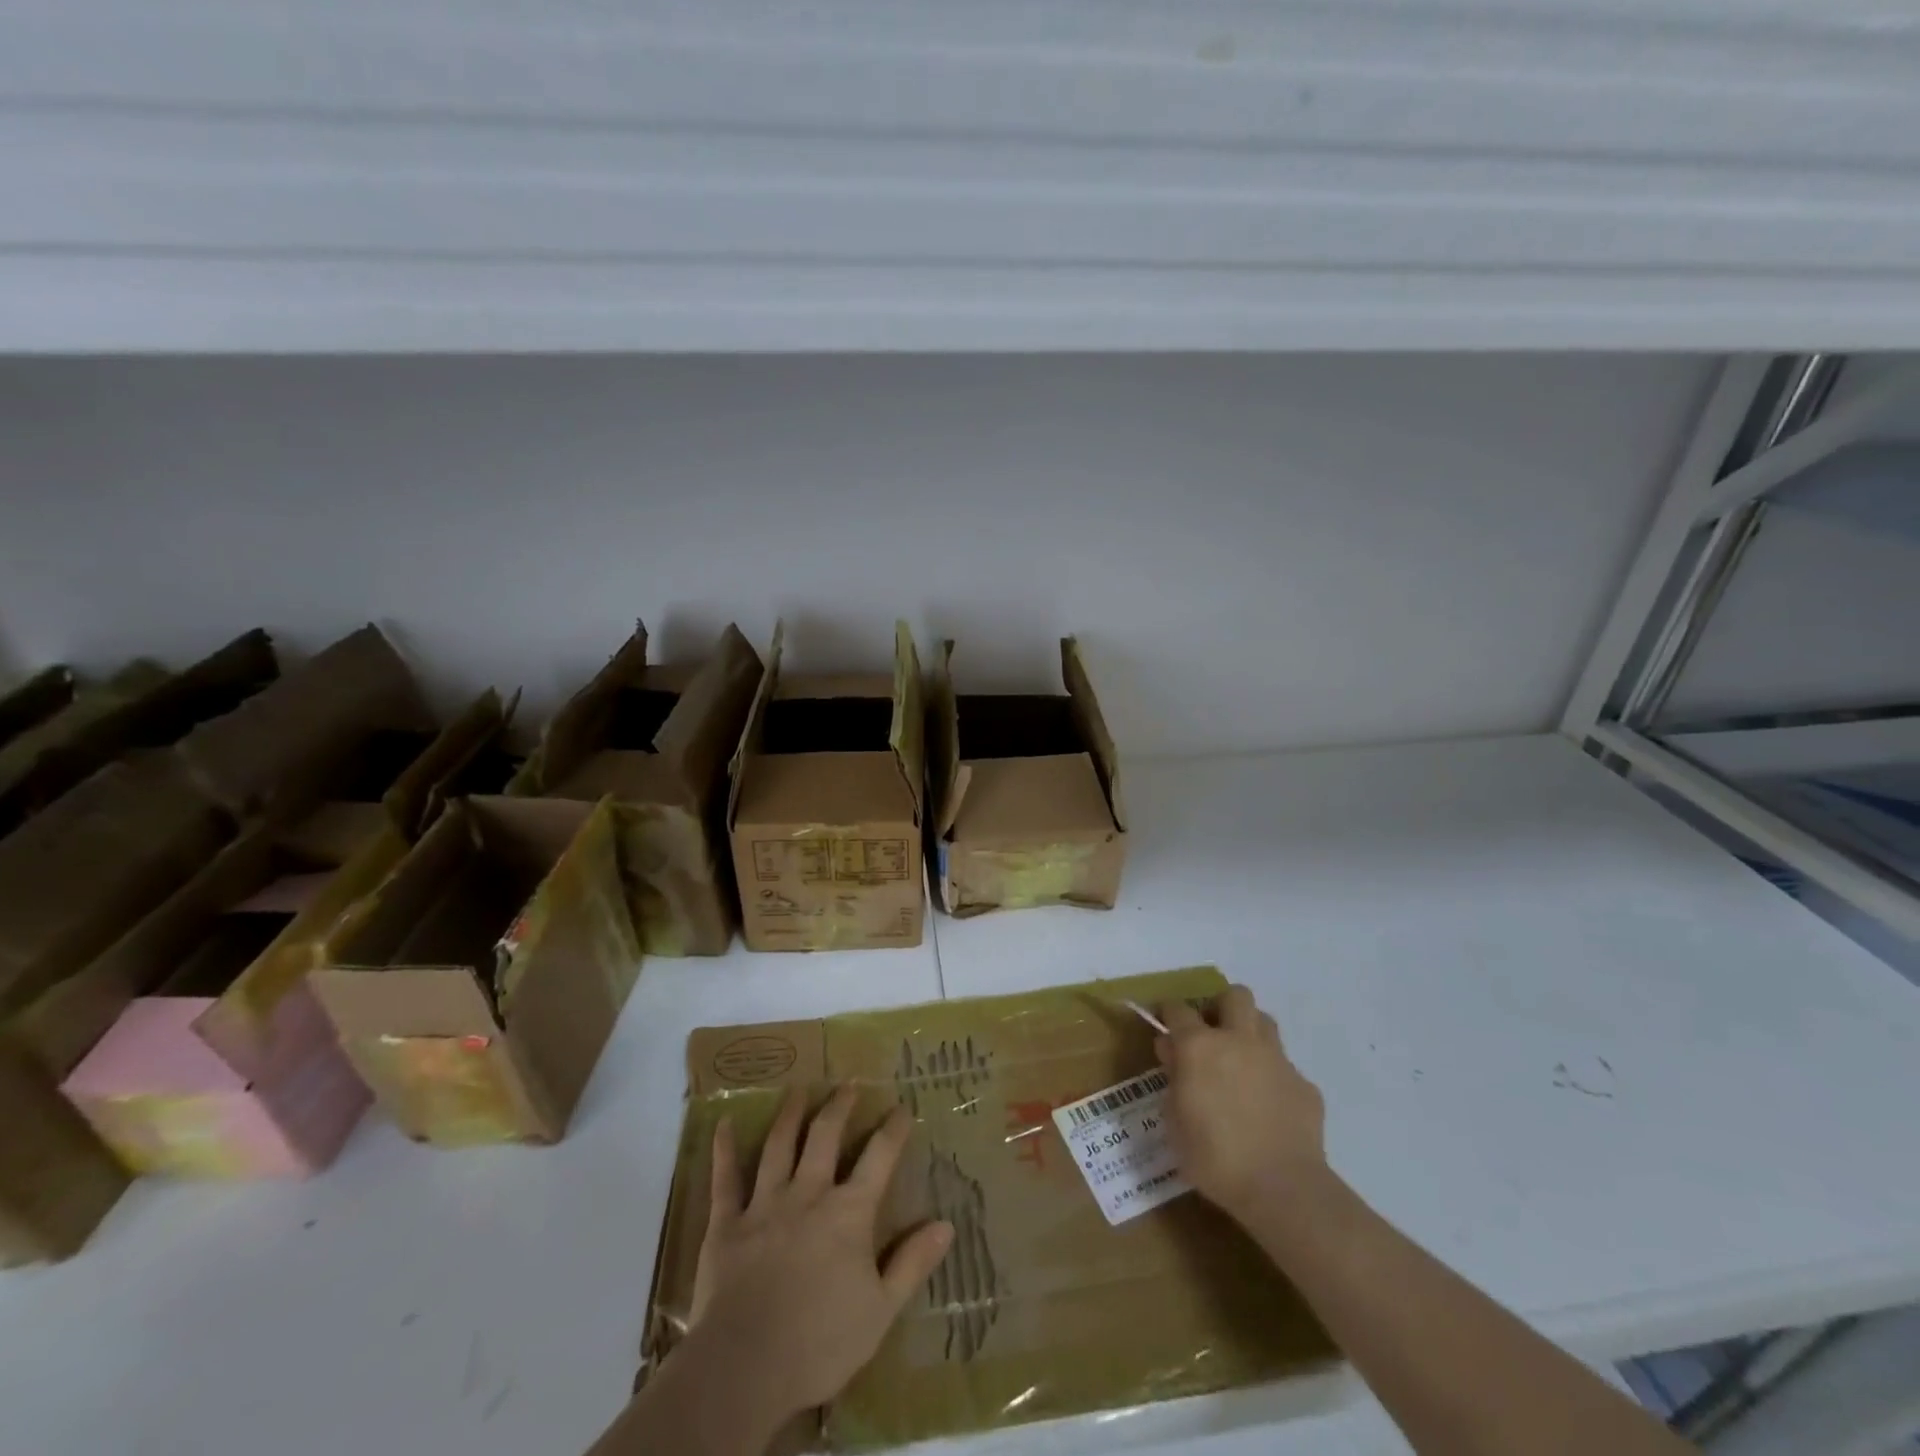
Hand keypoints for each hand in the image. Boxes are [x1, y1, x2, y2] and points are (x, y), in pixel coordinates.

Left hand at [690, 1086, 954, 1422]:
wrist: (745, 1367)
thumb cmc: (820, 1343)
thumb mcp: (881, 1310)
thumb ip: (912, 1264)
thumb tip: (946, 1225)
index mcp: (848, 1213)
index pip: (878, 1157)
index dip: (893, 1129)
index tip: (902, 1107)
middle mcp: (808, 1193)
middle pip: (825, 1136)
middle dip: (839, 1107)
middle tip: (848, 1084)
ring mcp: (765, 1204)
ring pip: (779, 1145)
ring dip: (790, 1114)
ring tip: (798, 1089)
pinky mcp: (726, 1223)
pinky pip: (725, 1179)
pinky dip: (725, 1149)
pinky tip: (725, 1124)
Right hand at [1156, 984, 1326, 1223]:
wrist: (1283, 1189)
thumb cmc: (1215, 1157)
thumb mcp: (1174, 1122)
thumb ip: (1173, 1079)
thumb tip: (1173, 1052)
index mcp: (1200, 1046)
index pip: (1178, 1009)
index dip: (1168, 1012)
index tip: (1164, 1022)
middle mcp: (1239, 1040)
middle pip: (1234, 996)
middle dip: (1220, 1006)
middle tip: (1211, 1033)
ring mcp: (1276, 1060)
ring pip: (1264, 1022)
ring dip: (1250, 1032)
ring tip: (1240, 1061)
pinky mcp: (1304, 1085)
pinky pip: (1285, 1066)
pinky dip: (1273, 1076)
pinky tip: (1268, 1104)